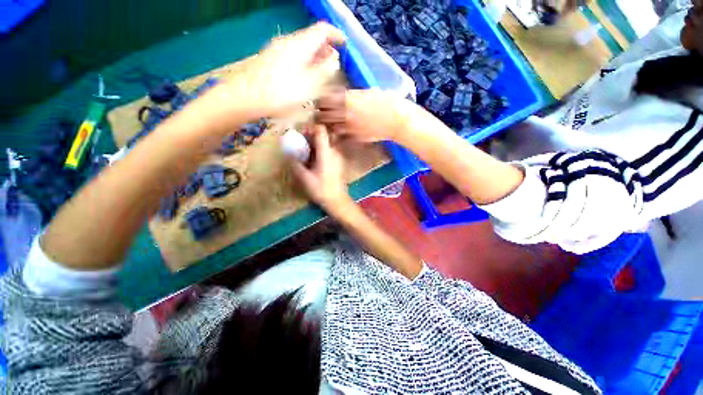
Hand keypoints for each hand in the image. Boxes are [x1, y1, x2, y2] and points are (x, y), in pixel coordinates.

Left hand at [228, 22, 345, 116]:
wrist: (247, 97)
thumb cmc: (281, 93)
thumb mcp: (310, 84)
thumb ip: (325, 70)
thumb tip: (334, 58)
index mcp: (300, 44)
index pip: (322, 30)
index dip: (336, 35)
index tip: (345, 45)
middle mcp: (289, 42)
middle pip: (312, 38)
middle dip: (326, 49)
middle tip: (335, 64)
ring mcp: (278, 49)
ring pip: (303, 47)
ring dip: (316, 56)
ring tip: (323, 72)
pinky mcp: (271, 59)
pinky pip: (294, 55)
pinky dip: (305, 61)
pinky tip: (306, 76)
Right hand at [291, 125, 350, 211]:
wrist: (337, 200)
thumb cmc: (321, 189)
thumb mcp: (305, 177)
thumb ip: (296, 163)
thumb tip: (288, 154)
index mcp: (326, 153)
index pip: (321, 130)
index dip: (310, 128)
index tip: (300, 133)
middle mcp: (333, 152)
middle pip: (322, 136)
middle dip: (309, 137)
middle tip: (298, 144)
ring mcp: (337, 157)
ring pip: (324, 144)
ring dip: (313, 145)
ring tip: (303, 152)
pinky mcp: (337, 162)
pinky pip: (327, 151)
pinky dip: (318, 151)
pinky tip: (310, 160)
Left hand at [316, 89, 414, 142]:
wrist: (397, 120)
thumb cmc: (386, 101)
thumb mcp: (368, 91)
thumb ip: (353, 95)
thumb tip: (343, 95)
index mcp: (347, 99)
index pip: (324, 100)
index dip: (321, 101)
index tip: (322, 101)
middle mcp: (344, 114)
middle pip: (323, 115)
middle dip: (321, 113)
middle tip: (323, 112)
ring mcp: (349, 127)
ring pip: (329, 127)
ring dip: (328, 124)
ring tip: (329, 122)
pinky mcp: (354, 137)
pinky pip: (340, 136)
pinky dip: (337, 133)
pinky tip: (340, 130)